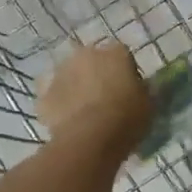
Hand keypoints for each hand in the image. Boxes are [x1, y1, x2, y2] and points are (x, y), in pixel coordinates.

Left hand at [37, 41, 151, 161]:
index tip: (128, 89)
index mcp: (115, 52)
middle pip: (92, 60)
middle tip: (105, 97)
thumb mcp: (148, 104)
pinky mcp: (43, 93)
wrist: (90, 139)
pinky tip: (67, 119)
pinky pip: (53, 95)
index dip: (125, 71)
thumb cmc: (126, 118)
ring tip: (84, 111)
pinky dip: (59, 103)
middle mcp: (86, 53)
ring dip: (76, 86)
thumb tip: (137, 88)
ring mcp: (61, 71)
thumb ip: (142, 90)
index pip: (122, 55)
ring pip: (70, 75)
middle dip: (97, 74)